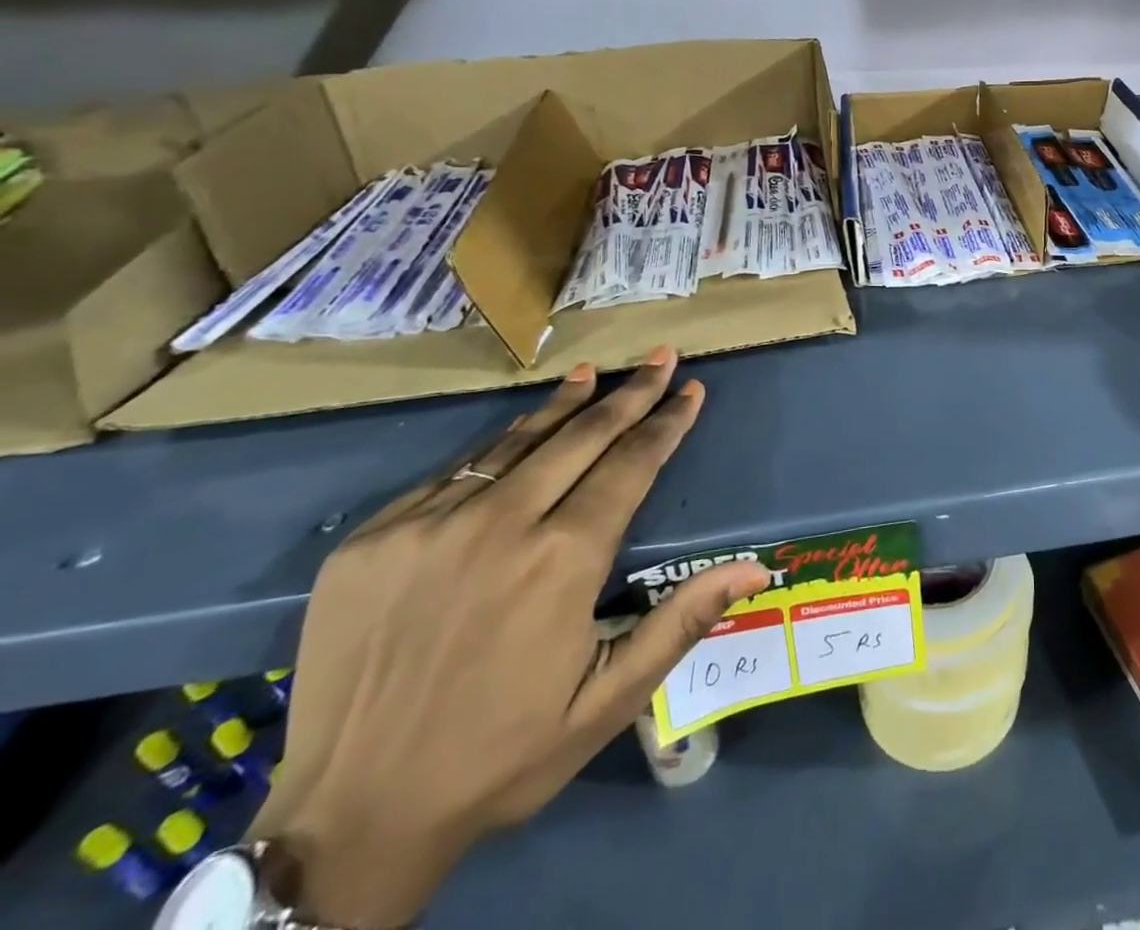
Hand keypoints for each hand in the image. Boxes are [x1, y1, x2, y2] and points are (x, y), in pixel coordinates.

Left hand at [246, 350, 768, 928]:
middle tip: (659, 356)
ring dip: (563, 405)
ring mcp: (429, 525)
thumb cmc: (501, 756)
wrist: (348, 818)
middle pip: (581, 436)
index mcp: (562, 561)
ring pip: (514, 443)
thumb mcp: (608, 701)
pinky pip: (452, 474)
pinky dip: (496, 448)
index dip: (666, 423)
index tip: (691, 388)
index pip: (631, 465)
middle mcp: (499, 525)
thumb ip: (682, 622)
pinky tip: (515, 437)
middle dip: (629, 394)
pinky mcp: (374, 539)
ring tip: (591, 373)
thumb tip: (757, 569)